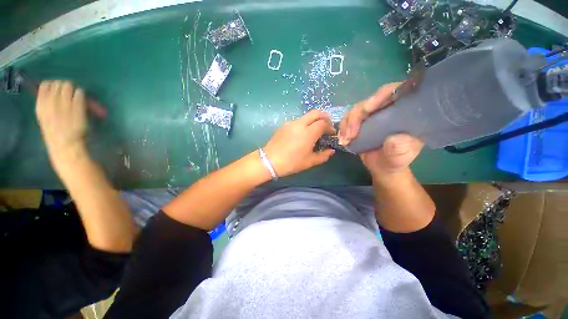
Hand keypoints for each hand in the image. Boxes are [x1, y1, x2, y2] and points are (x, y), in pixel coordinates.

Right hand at [36, 81, 87, 155]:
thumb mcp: (44, 116)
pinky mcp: (77, 106)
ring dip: (73, 89)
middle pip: (59, 83)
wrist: (65, 143)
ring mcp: (64, 103)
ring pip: (69, 85)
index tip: (57, 91)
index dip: (53, 85)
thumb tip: (53, 91)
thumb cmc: (55, 131)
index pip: (45, 84)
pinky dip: (81, 94)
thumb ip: (46, 102)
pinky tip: (81, 101)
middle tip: (68, 94)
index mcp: (41, 104)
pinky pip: (80, 93)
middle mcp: (51, 101)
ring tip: (74, 97)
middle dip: (64, 87)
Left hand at [264, 110, 335, 176]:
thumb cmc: (291, 162)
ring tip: (314, 131)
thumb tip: (331, 151)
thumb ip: (323, 155)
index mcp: (308, 133)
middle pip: (316, 113)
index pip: (323, 123)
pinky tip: (303, 134)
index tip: (331, 133)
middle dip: (324, 117)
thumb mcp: (309, 162)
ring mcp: (291, 123)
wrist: (270, 161)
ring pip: (306, 116)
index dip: (330, 127)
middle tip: (326, 126)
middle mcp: (300, 124)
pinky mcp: (284, 125)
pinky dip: (305, 123)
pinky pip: (298, 121)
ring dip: (313, 120)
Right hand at [338, 83, 422, 179]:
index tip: (366, 110)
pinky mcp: (359, 123)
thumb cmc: (395, 161)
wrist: (382, 167)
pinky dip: (342, 129)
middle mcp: (385, 109)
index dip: (378, 97)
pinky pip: (347, 120)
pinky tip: (342, 139)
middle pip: (368, 102)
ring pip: (355, 111)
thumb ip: (400, 148)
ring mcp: (371, 116)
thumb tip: (394, 138)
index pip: (392, 93)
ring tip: (345, 140)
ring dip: (346, 124)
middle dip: (356, 116)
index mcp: (402, 111)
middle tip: (350, 134)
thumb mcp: (401, 157)